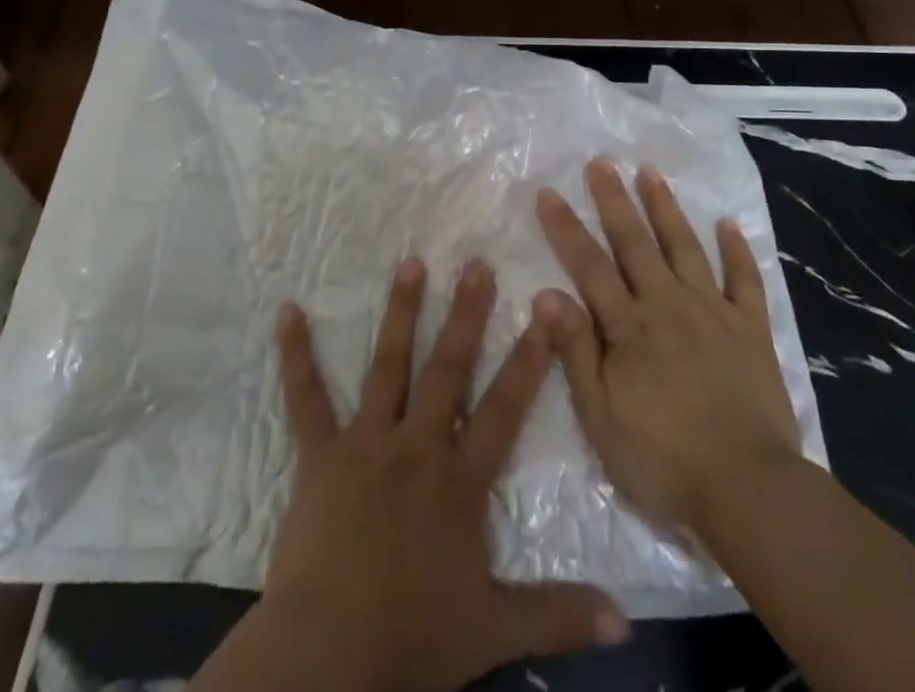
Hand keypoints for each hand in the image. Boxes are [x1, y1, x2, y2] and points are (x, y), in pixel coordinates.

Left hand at [261, 258, 627, 691]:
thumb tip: (627, 622)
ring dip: (400, 312)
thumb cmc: (412, 637)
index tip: (546, 309)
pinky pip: (306, 398)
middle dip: (466, 314)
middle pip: (448, 369)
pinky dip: (296, 355)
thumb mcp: (494, 630)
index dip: (529, 358)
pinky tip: (287, 312)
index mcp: (459, 479)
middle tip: (476, 263)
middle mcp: (416, 446)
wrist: (327, 656)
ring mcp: (366, 443)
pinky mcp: (320, 454)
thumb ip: (558, 616)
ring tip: (411, 263)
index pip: (503, 408)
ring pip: (388, 365)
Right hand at [535, 159, 802, 543]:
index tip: (548, 192)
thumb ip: (575, 351)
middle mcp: (668, 304)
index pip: (589, 265)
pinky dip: (736, 250)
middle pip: (635, 243)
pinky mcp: (751, 329)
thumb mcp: (601, 417)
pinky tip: (728, 223)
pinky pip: (744, 280)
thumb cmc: (663, 459)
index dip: (566, 228)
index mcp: (629, 326)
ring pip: (684, 247)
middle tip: (600, 161)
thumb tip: (546, 293)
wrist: (749, 490)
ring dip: (665, 208)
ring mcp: (713, 312)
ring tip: (650, 172)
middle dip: (614, 199)